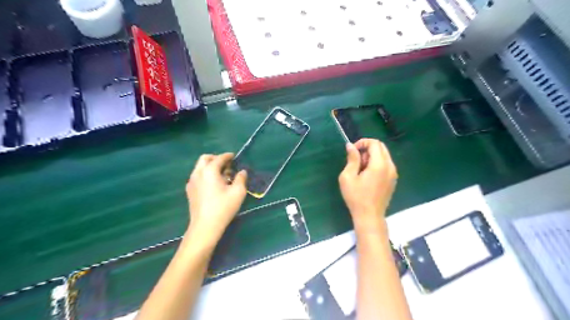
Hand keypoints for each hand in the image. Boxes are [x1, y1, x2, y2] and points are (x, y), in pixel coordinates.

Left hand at [187, 152, 247, 244]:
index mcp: (209, 171)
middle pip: (205, 159)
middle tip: (226, 164)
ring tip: (221, 175)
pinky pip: (197, 176)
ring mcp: (191, 182)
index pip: (219, 158)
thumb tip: (242, 172)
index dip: (228, 156)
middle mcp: (198, 173)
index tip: (234, 157)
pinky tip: (213, 185)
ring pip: (200, 167)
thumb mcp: (238, 192)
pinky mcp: (189, 191)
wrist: (205, 226)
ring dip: (210, 166)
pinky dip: (205, 174)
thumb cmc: (223, 208)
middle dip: (216, 158)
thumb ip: (241, 178)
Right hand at [337, 138, 397, 232]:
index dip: (362, 142)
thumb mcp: (348, 177)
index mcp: (379, 165)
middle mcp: (390, 166)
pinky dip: (377, 163)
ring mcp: (393, 173)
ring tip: (360, 169)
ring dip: (372, 156)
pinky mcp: (393, 180)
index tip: (353, 151)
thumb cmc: (356, 197)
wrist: (369, 216)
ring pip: (384, 155)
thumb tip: (351, 146)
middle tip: (356, 160)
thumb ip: (352, 159)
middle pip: (381, 147)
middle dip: (367, 148)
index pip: (375, 143)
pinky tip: (368, 176)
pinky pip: (386, 164)